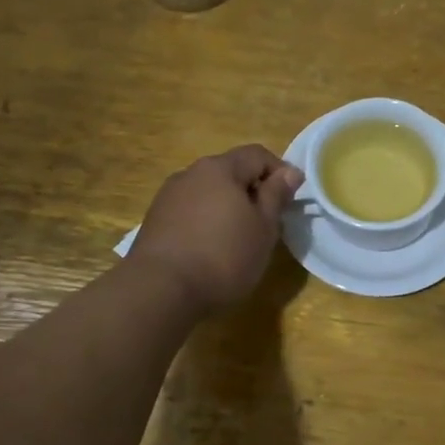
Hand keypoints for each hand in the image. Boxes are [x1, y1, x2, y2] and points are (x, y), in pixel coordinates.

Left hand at [130, 146, 302, 311]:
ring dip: (227, 207)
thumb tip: (289, 171)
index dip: (280, 172)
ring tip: (238, 240)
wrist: (160, 290)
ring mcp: (168, 196)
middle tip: (266, 223)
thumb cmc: (223, 256)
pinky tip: (209, 250)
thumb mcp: (263, 227)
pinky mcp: (154, 221)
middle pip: (230, 171)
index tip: (290, 201)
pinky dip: (206, 222)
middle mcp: (190, 173)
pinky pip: (190, 211)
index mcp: (220, 168)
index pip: (257, 154)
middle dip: (252, 191)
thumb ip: (276, 195)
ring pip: (208, 192)